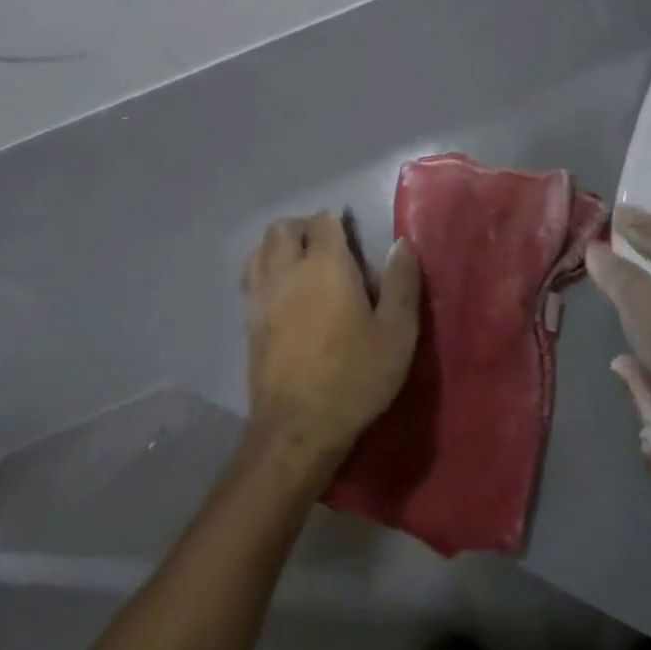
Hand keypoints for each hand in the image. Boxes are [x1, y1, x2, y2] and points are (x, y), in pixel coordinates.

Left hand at [243, 211, 420, 465]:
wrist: (298, 429)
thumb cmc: (355, 377)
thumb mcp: (397, 332)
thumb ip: (402, 282)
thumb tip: (402, 243)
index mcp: (325, 266)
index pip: (323, 220)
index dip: (338, 222)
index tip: (354, 238)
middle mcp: (287, 271)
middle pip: (282, 228)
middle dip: (303, 228)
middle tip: (328, 249)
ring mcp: (261, 297)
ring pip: (259, 250)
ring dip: (279, 247)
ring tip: (302, 267)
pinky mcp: (248, 322)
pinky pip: (251, 279)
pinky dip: (265, 273)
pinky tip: (284, 296)